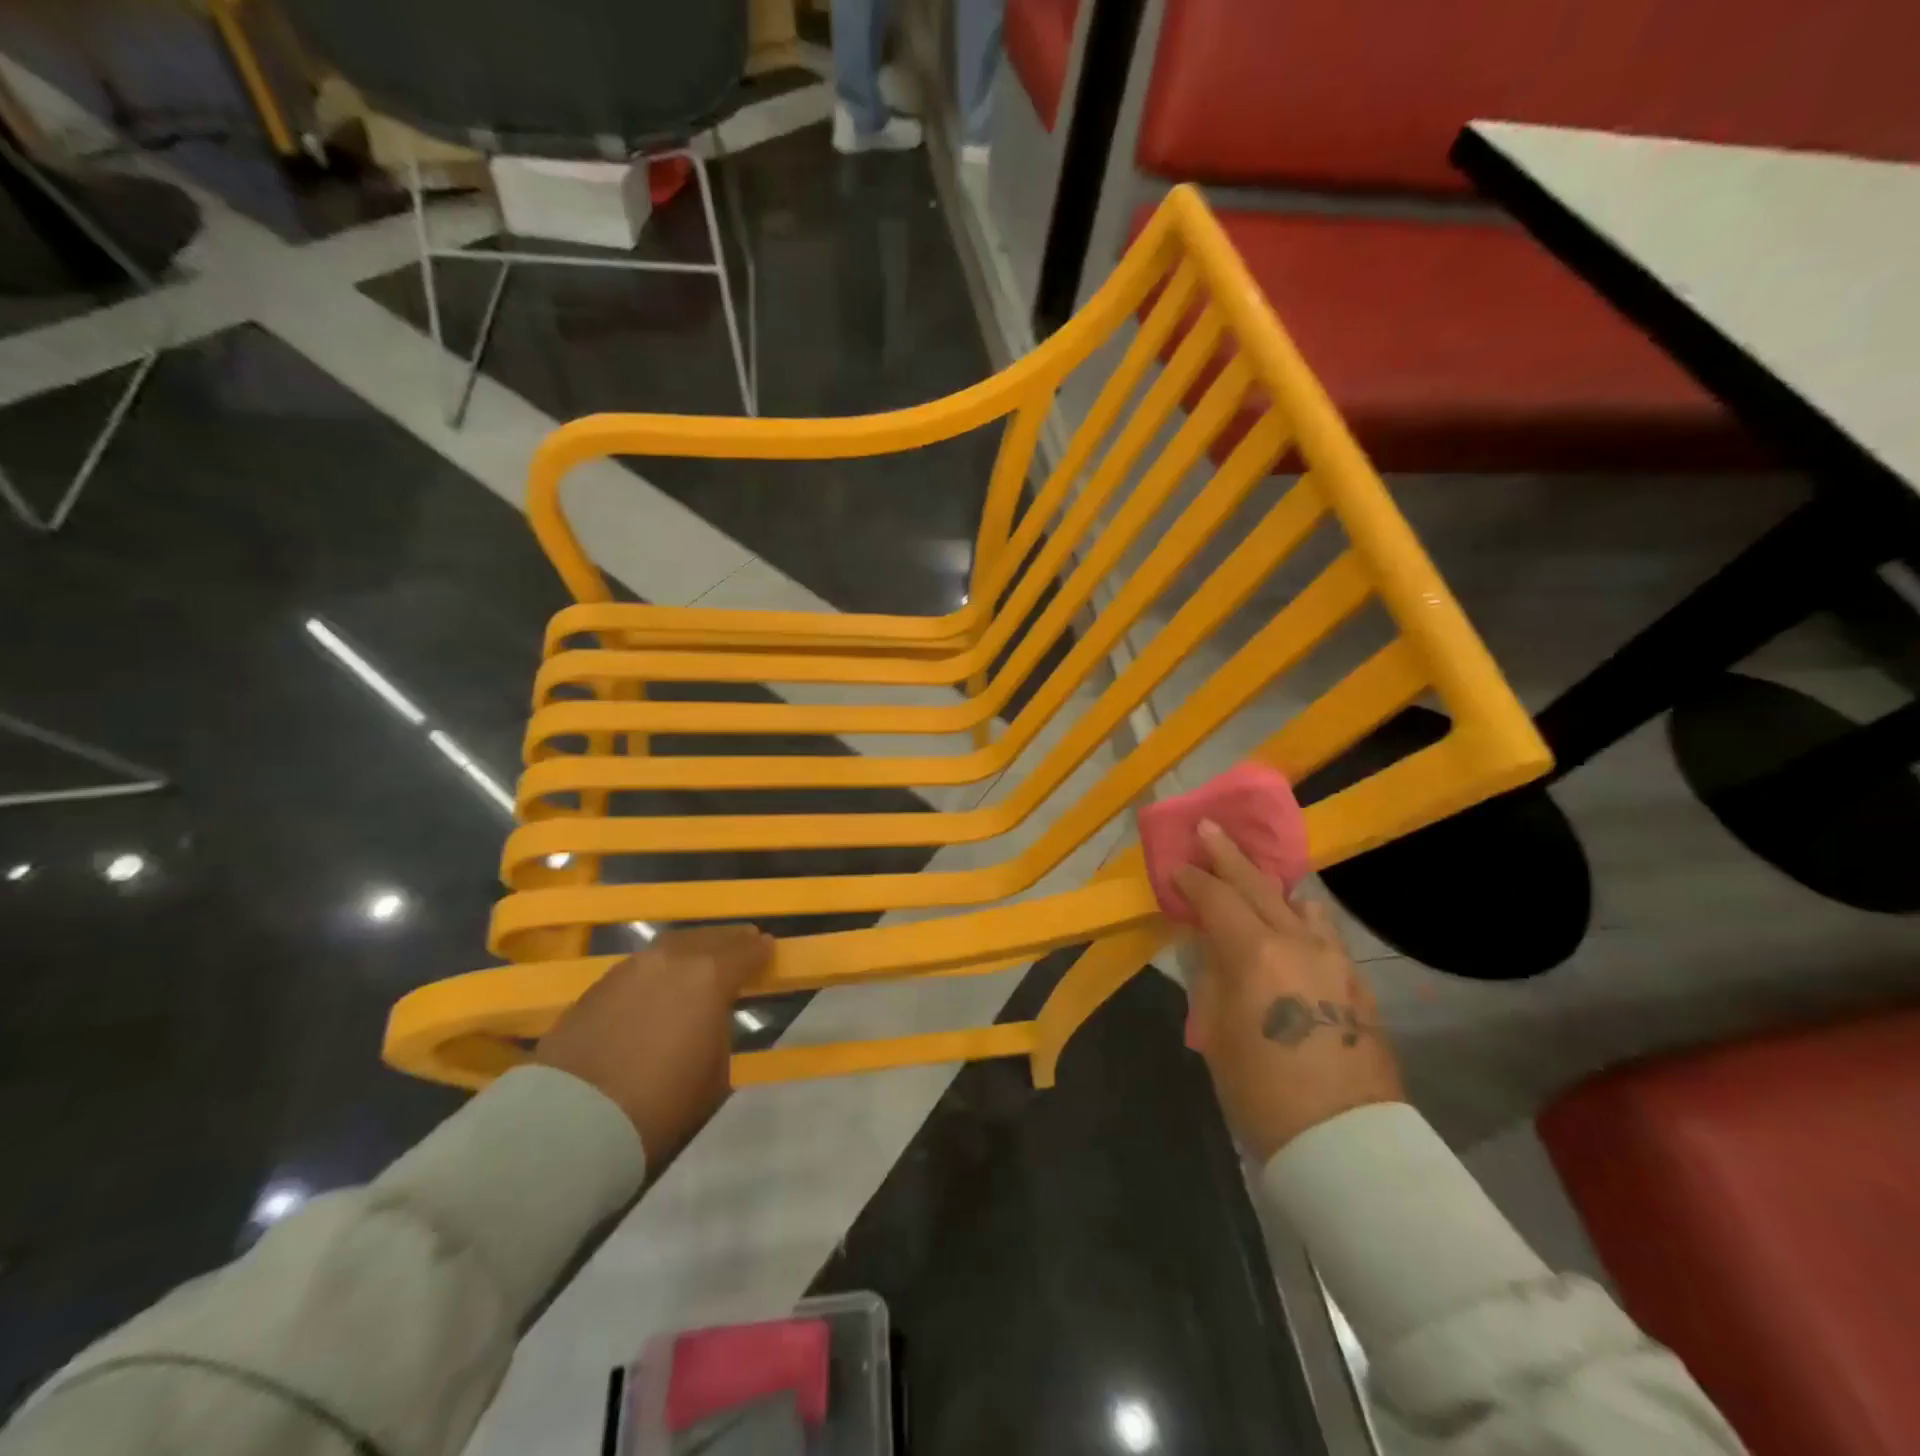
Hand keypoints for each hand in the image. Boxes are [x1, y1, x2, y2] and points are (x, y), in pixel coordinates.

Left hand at [536, 925, 772, 1165]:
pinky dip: (656, 973)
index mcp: (709, 976)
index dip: (761, 951)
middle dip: (728, 942)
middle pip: (708, 938)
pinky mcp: (595, 988)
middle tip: (740, 946)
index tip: (769, 950)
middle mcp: (670, 960)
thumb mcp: (715, 1075)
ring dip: (689, 952)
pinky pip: (639, 969)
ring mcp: (628, 969)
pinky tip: (656, 990)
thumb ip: (718, 1034)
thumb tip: (709, 1023)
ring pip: (670, 948)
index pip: (746, 951)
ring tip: (698, 965)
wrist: (571, 1122)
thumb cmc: (660, 1104)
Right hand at [1175, 820, 1403, 1161]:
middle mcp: (1298, 942)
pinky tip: (1295, 925)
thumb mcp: (1216, 1032)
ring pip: (1300, 903)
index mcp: (1255, 954)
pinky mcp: (1356, 982)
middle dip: (1228, 855)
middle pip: (1258, 885)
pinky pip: (1324, 932)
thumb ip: (1212, 976)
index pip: (1216, 898)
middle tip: (1208, 827)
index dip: (1192, 879)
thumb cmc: (1261, 1091)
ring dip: (1271, 886)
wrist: (1344, 1142)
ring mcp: (1334, 959)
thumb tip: (1208, 944)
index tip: (1175, 866)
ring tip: (1255, 879)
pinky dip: (1302, 917)